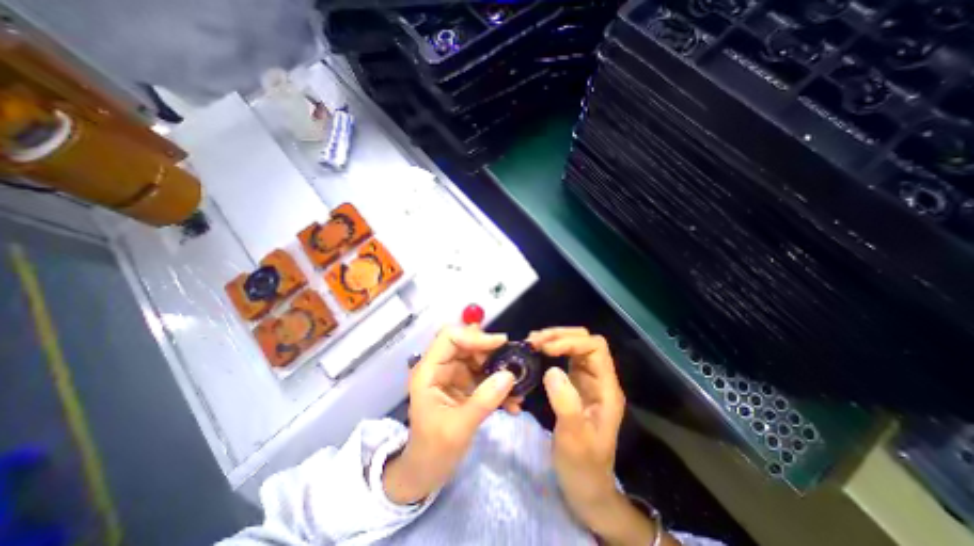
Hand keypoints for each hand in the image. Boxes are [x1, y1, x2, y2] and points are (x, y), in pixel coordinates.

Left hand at [381, 327, 517, 505]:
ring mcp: (453, 376)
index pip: (450, 337)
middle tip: (514, 364)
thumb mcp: (458, 428)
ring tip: (518, 388)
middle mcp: (440, 367)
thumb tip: (510, 375)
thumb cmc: (433, 451)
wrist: (426, 473)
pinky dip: (499, 386)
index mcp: (429, 371)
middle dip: (491, 353)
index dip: (474, 336)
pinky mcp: (464, 386)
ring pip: (479, 359)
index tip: (501, 344)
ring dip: (499, 370)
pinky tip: (513, 403)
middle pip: (467, 345)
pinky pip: (484, 376)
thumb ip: (484, 400)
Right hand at [529, 328, 627, 525]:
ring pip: (575, 347)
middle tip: (535, 340)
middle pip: (586, 341)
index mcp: (606, 388)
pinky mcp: (575, 385)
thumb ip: (566, 403)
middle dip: (561, 335)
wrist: (586, 488)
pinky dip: (551, 350)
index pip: (595, 348)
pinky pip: (565, 358)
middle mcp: (599, 379)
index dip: (571, 342)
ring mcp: (587, 381)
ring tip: (533, 342)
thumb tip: (551, 369)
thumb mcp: (574, 438)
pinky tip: (537, 352)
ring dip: (555, 339)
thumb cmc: (583, 465)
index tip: (546, 349)